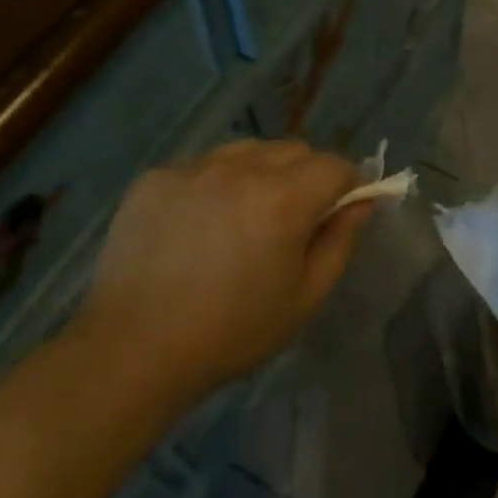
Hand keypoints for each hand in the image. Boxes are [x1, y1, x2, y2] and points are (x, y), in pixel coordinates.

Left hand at [75, 140, 371, 400]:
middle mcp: (238, 169)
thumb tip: (362, 202)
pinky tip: (198, 224)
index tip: (339, 211)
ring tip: (242, 218)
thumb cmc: (231, 332)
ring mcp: (192, 167)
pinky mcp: (155, 176)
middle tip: (291, 221)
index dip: (347, 185)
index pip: (334, 165)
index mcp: (281, 199)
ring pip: (247, 150)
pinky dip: (215, 183)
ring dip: (260, 172)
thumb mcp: (304, 298)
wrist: (135, 347)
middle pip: (293, 149)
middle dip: (306, 176)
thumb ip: (340, 242)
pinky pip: (202, 165)